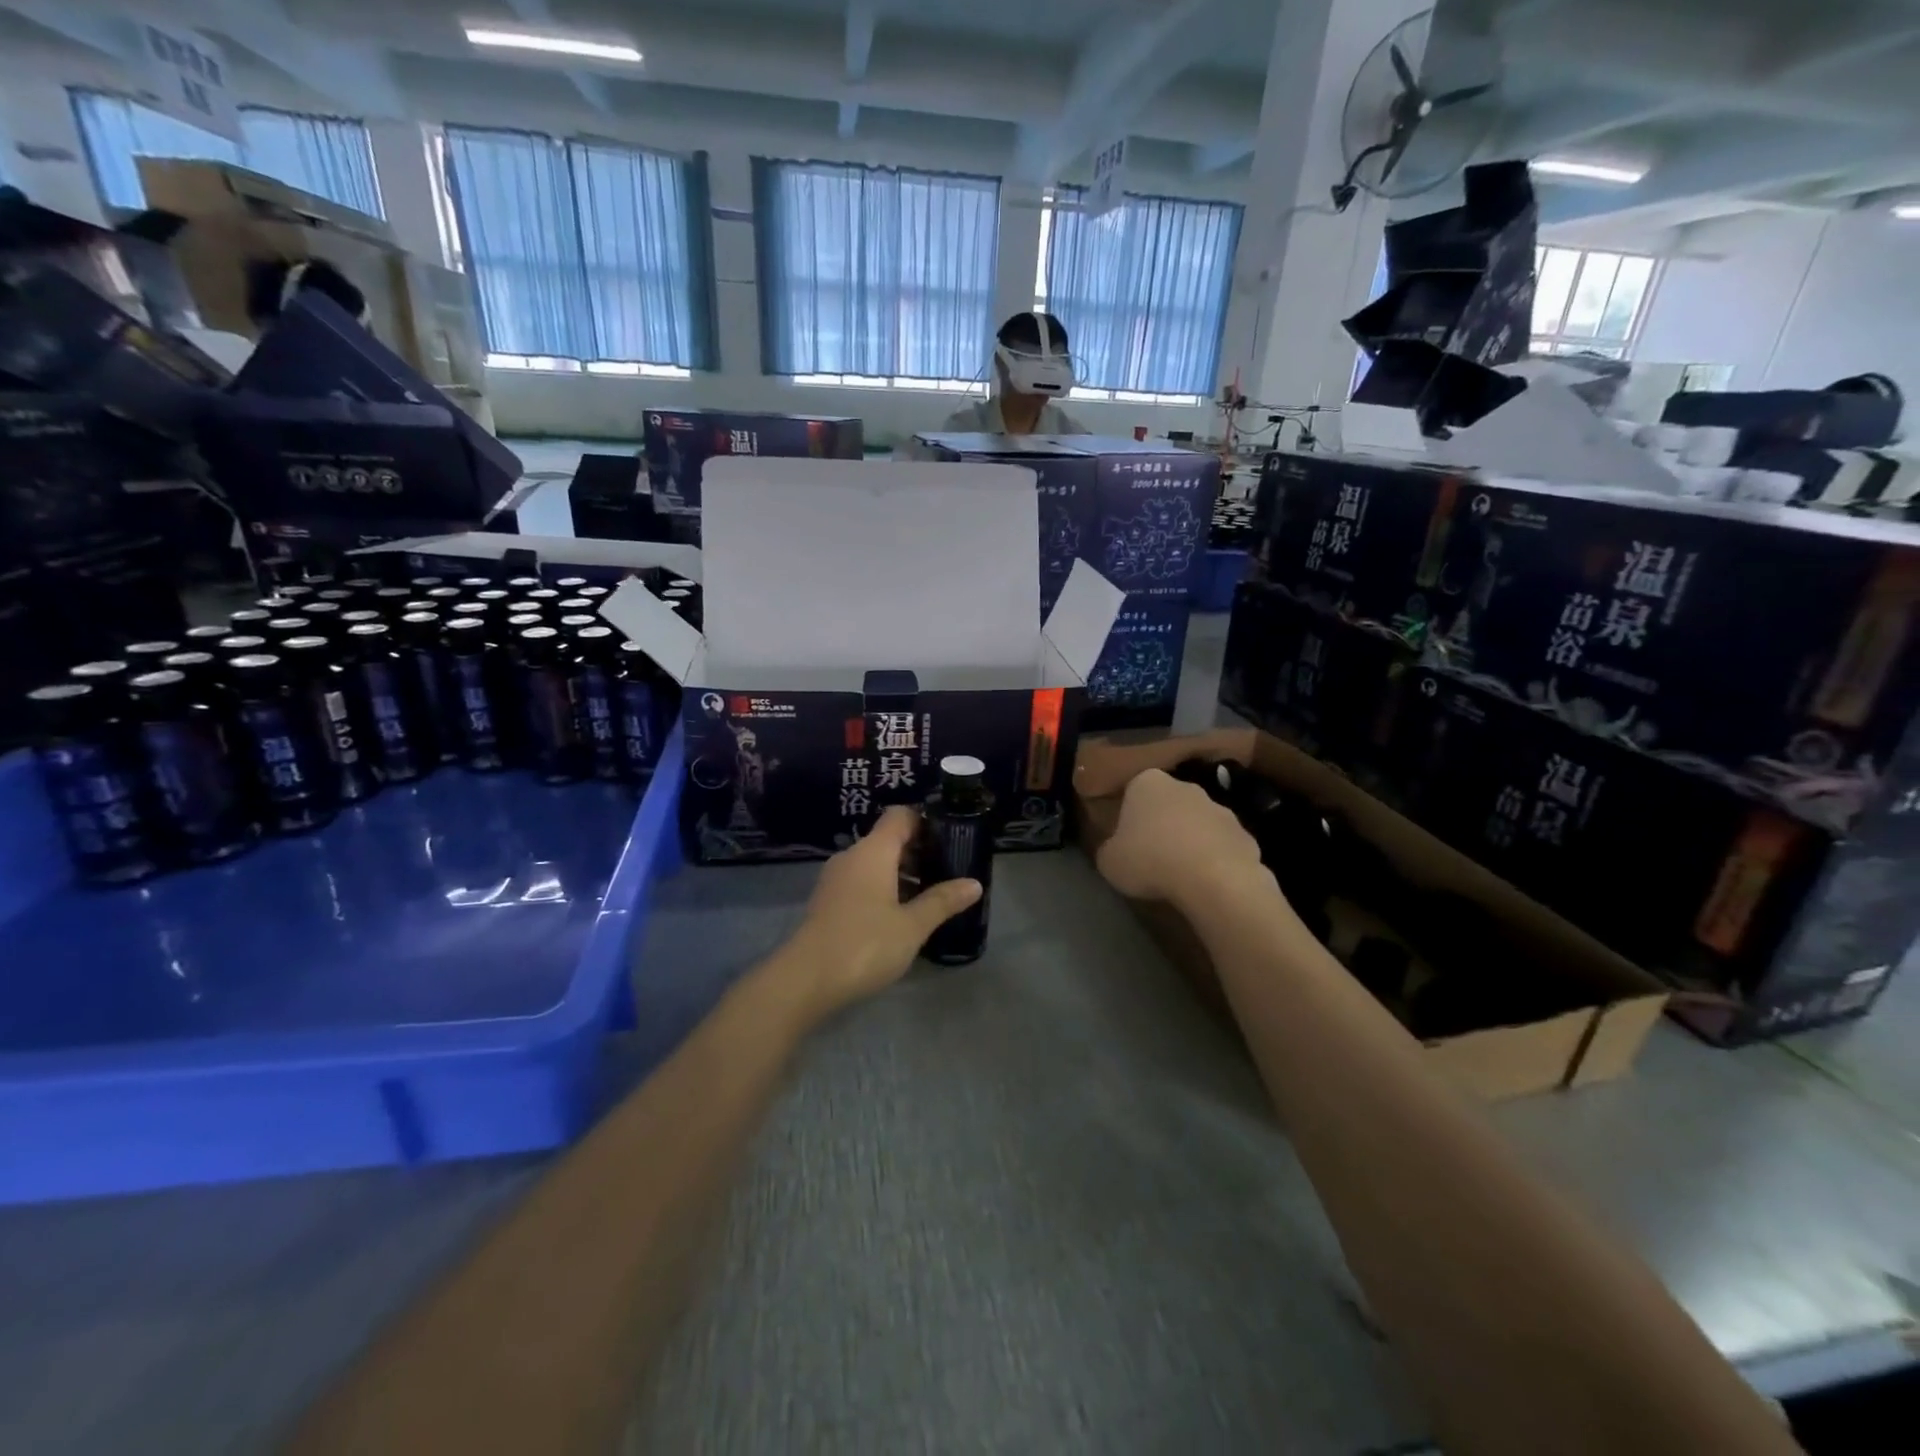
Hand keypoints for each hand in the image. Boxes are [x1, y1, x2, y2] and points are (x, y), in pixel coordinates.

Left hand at [777, 806, 981, 1015]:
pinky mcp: (828, 902)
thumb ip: (942, 902)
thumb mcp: (912, 926)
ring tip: (930, 896)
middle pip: (888, 840)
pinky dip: (883, 889)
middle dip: (918, 852)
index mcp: (873, 851)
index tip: (950, 839)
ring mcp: (836, 880)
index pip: (899, 816)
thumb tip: (974, 883)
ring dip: (901, 874)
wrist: (805, 980)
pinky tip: (900, 915)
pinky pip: (861, 882)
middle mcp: (851, 857)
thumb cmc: (865, 944)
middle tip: (948, 871)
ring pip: (874, 863)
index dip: (925, 822)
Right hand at [1095, 768, 1265, 908]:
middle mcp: (1186, 787)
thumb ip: (1111, 850)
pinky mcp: (1246, 835)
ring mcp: (1220, 809)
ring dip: (1191, 842)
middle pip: (1169, 804)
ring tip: (1181, 875)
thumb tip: (1117, 852)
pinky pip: (1223, 847)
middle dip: (1163, 824)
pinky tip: (1208, 884)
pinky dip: (1216, 861)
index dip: (1129, 816)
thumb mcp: (1109, 861)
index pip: (1133, 791)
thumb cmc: (1150, 861)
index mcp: (1147, 783)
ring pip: (1198, 824)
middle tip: (1152, 856)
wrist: (1213, 879)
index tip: (1127, 840)